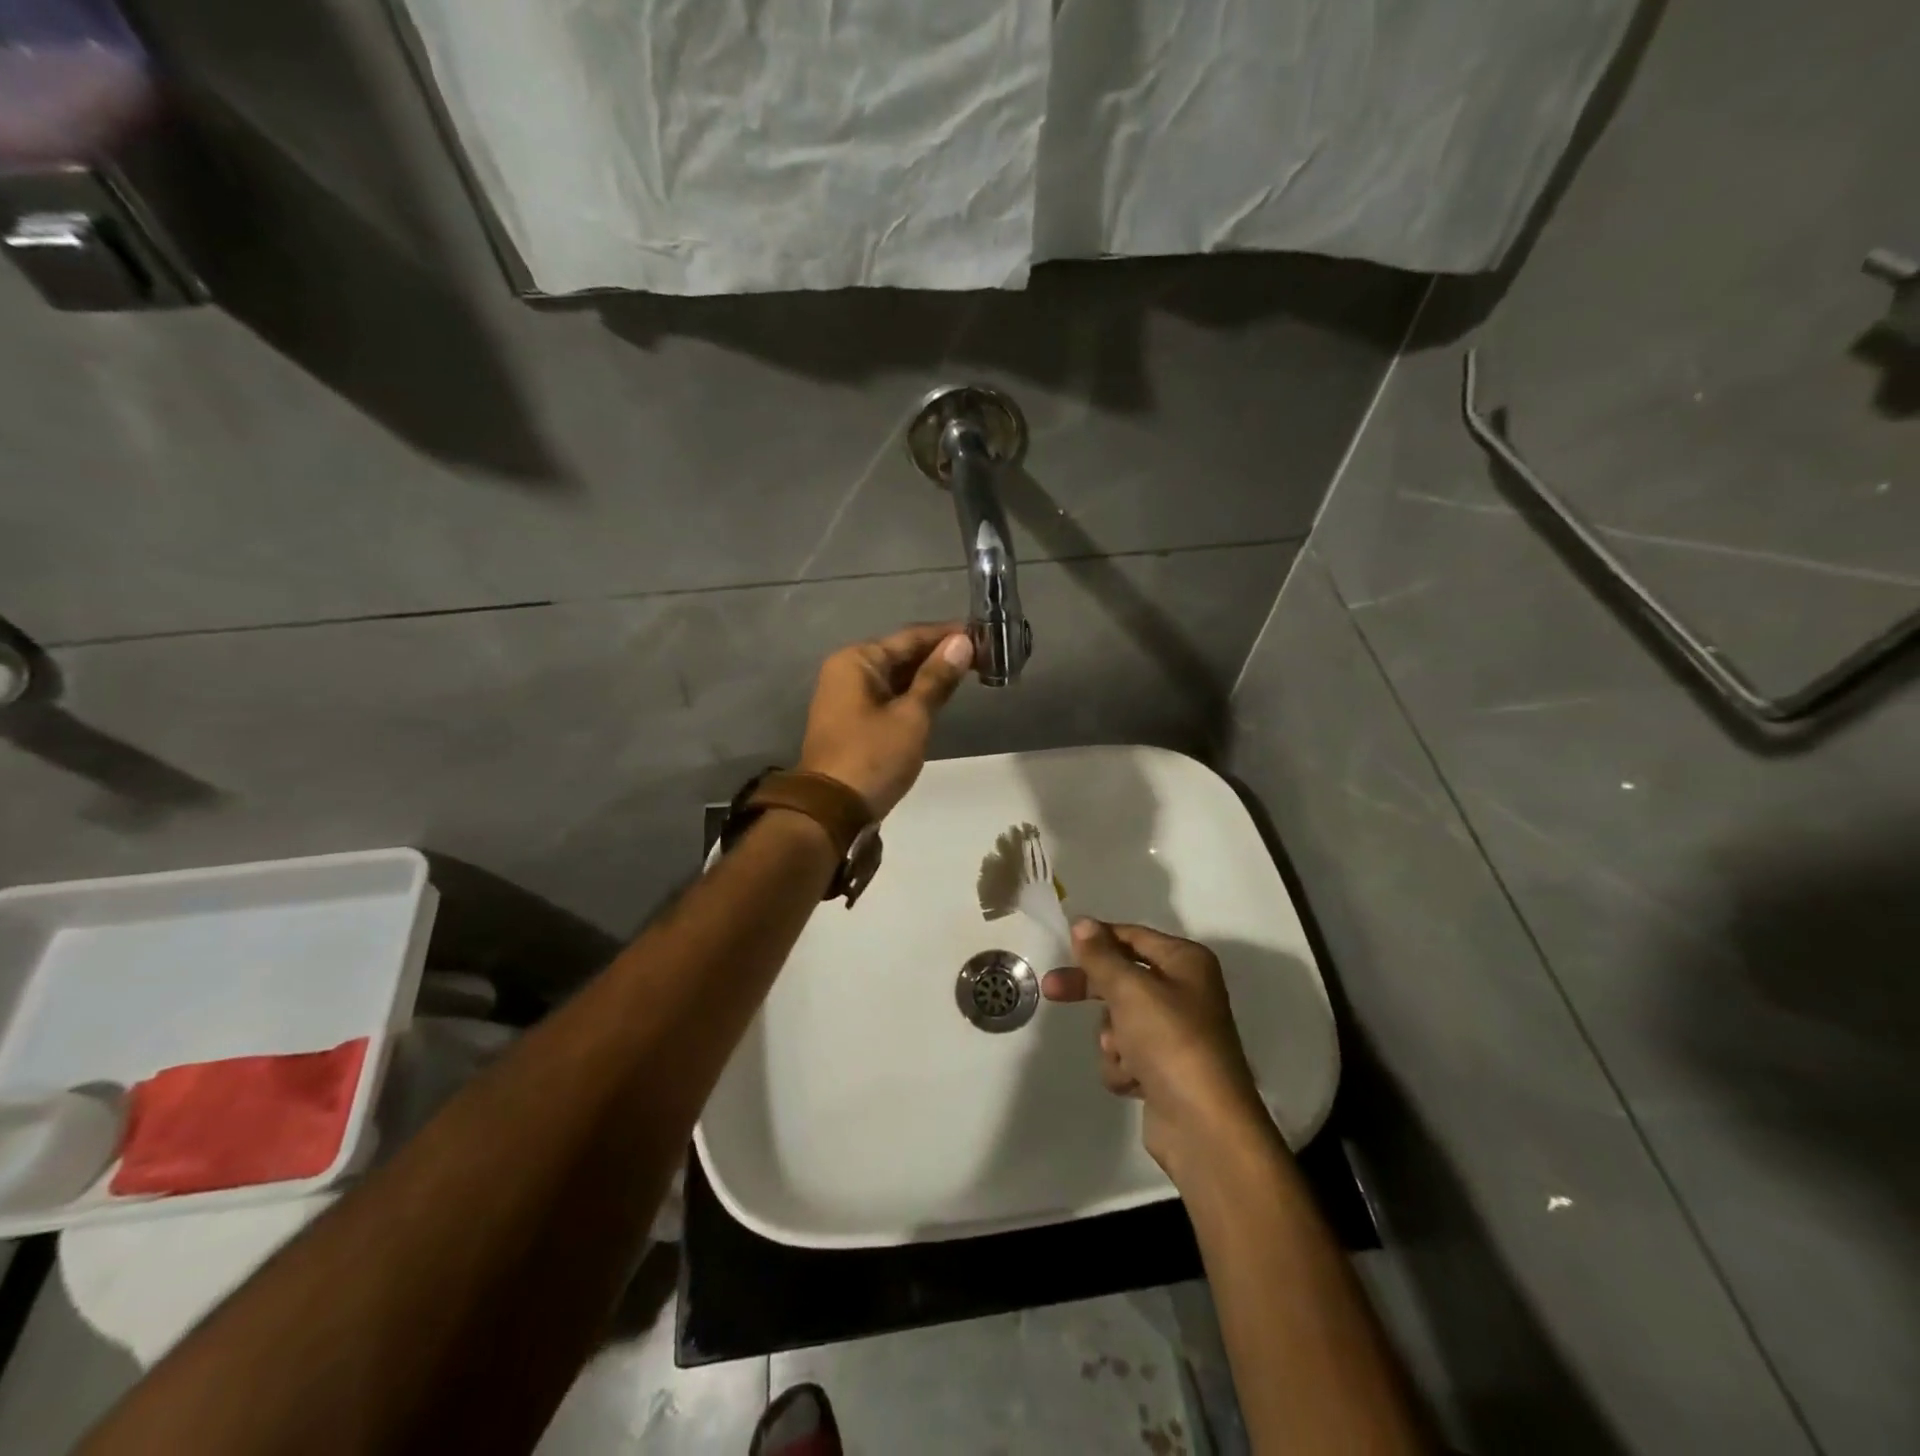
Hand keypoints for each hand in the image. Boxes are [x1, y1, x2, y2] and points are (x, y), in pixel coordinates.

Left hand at [798, 623, 972, 816]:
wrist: (832, 811)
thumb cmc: (873, 757)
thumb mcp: (912, 716)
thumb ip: (937, 678)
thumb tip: (963, 642)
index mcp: (857, 660)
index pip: (911, 637)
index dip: (948, 635)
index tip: (983, 634)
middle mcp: (848, 671)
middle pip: (902, 654)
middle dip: (940, 655)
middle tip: (983, 655)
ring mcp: (847, 697)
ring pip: (896, 677)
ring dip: (929, 676)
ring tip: (969, 673)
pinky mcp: (853, 720)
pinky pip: (888, 696)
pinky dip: (913, 695)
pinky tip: (940, 696)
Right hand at [1043, 919, 1270, 1178]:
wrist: (1204, 1127)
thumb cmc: (1170, 1042)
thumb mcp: (1130, 989)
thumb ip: (1101, 955)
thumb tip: (1082, 922)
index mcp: (1186, 962)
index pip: (1132, 936)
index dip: (1098, 938)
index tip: (1063, 944)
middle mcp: (1185, 991)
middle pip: (1122, 978)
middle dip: (1092, 990)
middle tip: (1052, 990)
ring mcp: (1175, 1033)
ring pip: (1119, 1020)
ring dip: (1113, 1039)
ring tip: (1127, 1057)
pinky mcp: (1165, 1069)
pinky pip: (1127, 1055)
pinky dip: (1124, 1067)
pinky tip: (1135, 1082)